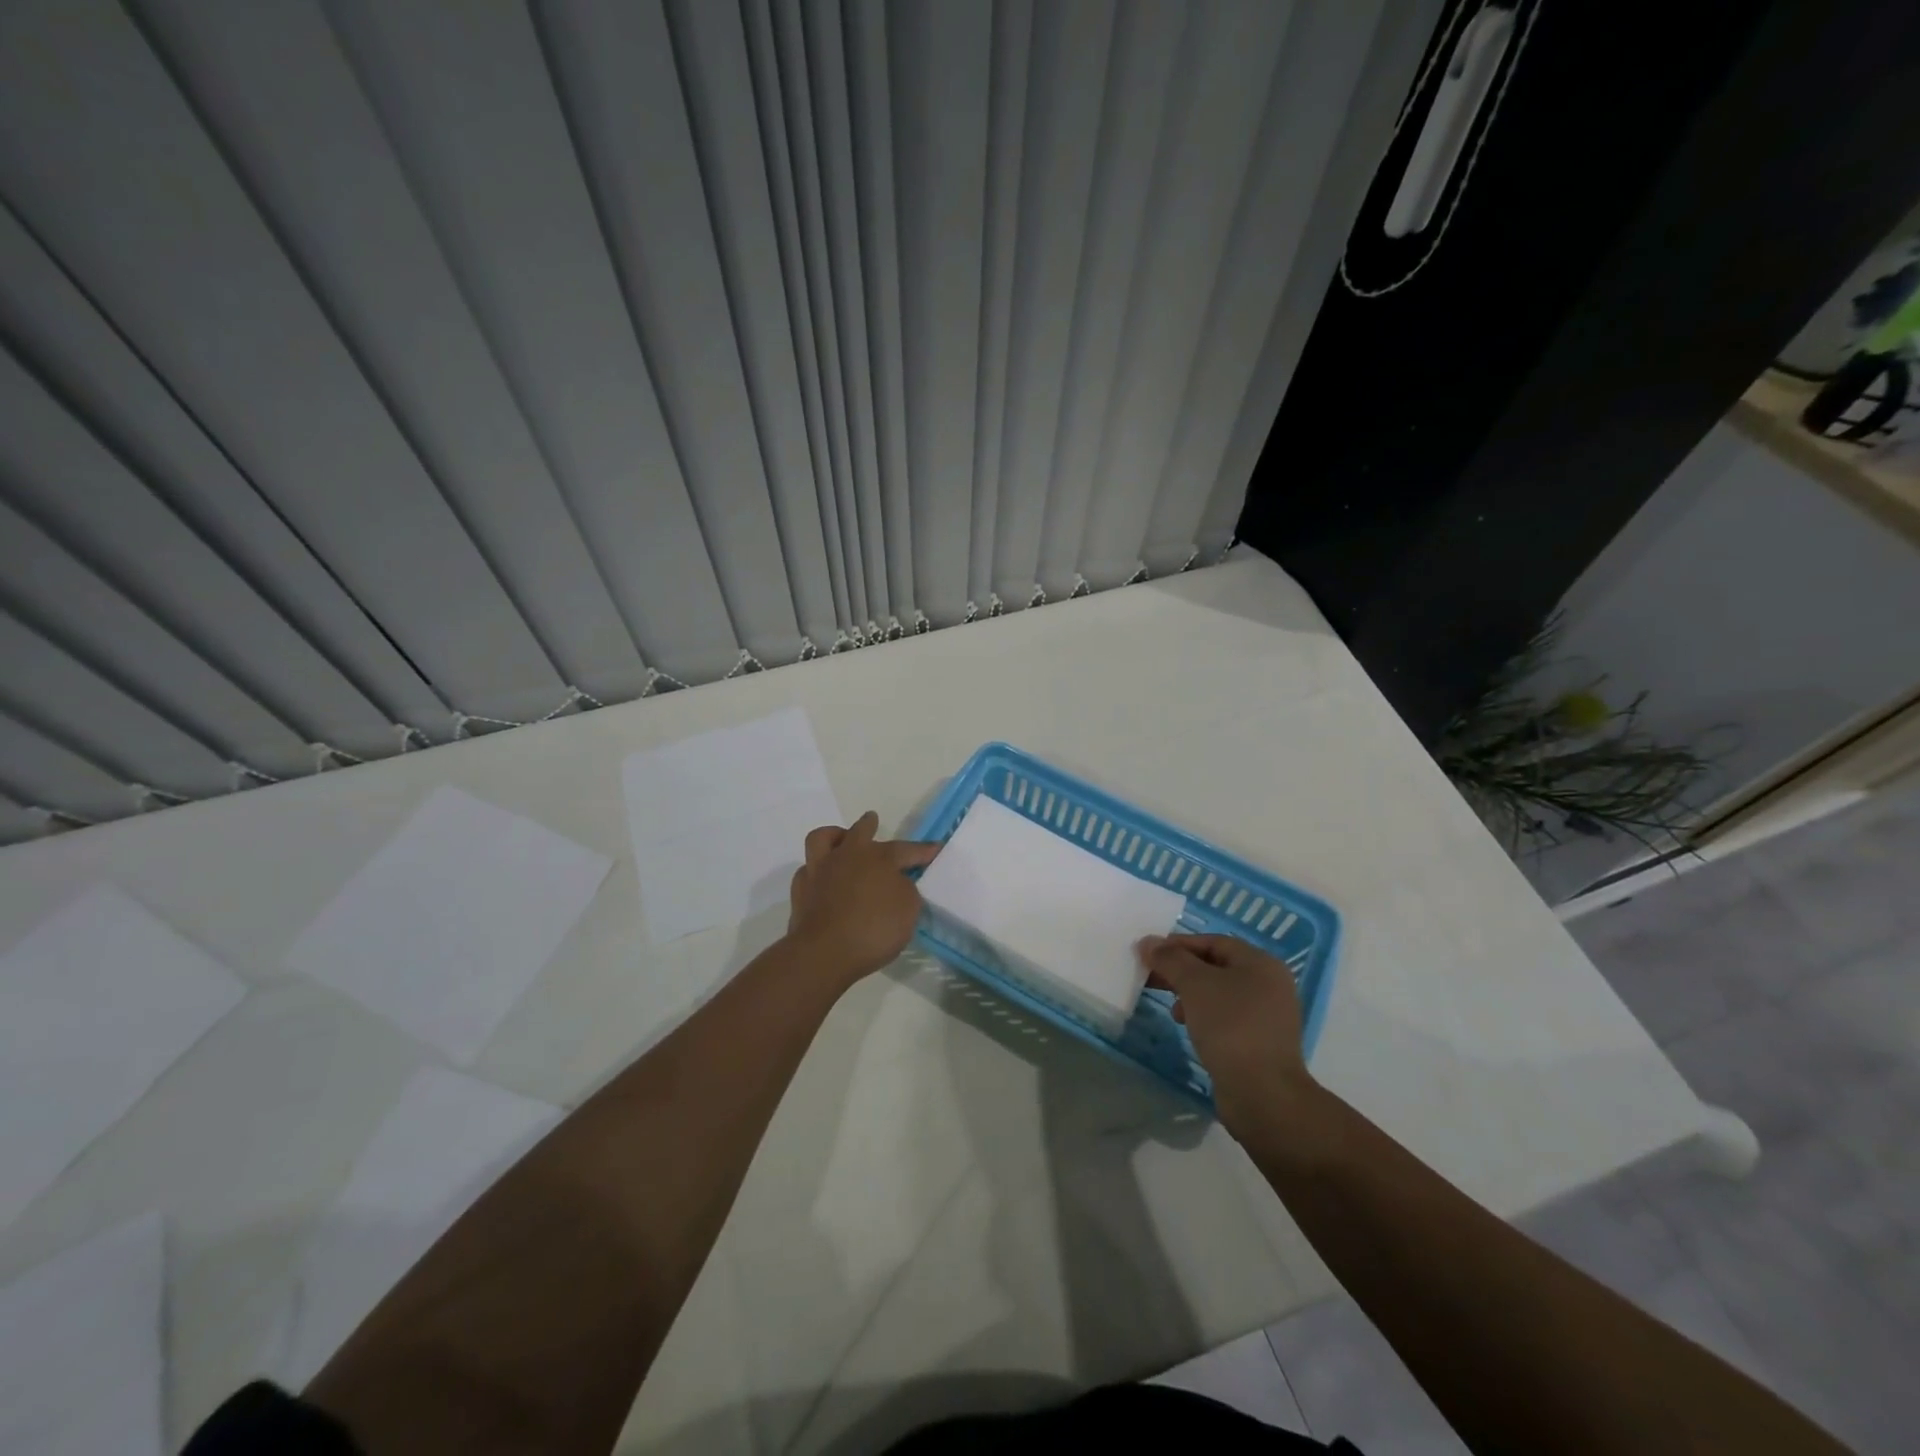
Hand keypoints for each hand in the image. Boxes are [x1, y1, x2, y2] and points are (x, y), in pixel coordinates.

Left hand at [787, 811, 939, 985]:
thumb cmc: (874, 929)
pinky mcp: (800, 891)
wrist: (824, 952)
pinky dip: (817, 871)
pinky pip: (807, 870)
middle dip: (868, 825)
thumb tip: (896, 884)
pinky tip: (823, 880)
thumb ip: (906, 891)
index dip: (922, 850)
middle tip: (872, 821)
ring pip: (822, 839)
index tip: (934, 848)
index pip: (905, 849)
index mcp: (878, 858)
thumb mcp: (908, 911)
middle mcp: (847, 856)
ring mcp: (819, 871)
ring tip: (841, 841)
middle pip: (859, 831)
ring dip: (834, 836)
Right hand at [1137, 933, 1316, 1133]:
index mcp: (1261, 964)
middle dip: (1182, 971)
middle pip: (1216, 967)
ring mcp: (1268, 1016)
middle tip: (1152, 978)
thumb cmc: (1230, 1027)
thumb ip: (1170, 959)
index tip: (1149, 954)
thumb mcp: (1195, 984)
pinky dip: (1204, 1017)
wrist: (1263, 1094)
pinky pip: (1226, 1018)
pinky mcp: (1260, 1043)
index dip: (1179, 945)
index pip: (1213, 942)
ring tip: (1172, 1010)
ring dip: (1191, 995)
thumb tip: (1148, 942)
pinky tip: (1189, 1028)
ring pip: (1220, 994)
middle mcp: (1270, 985)